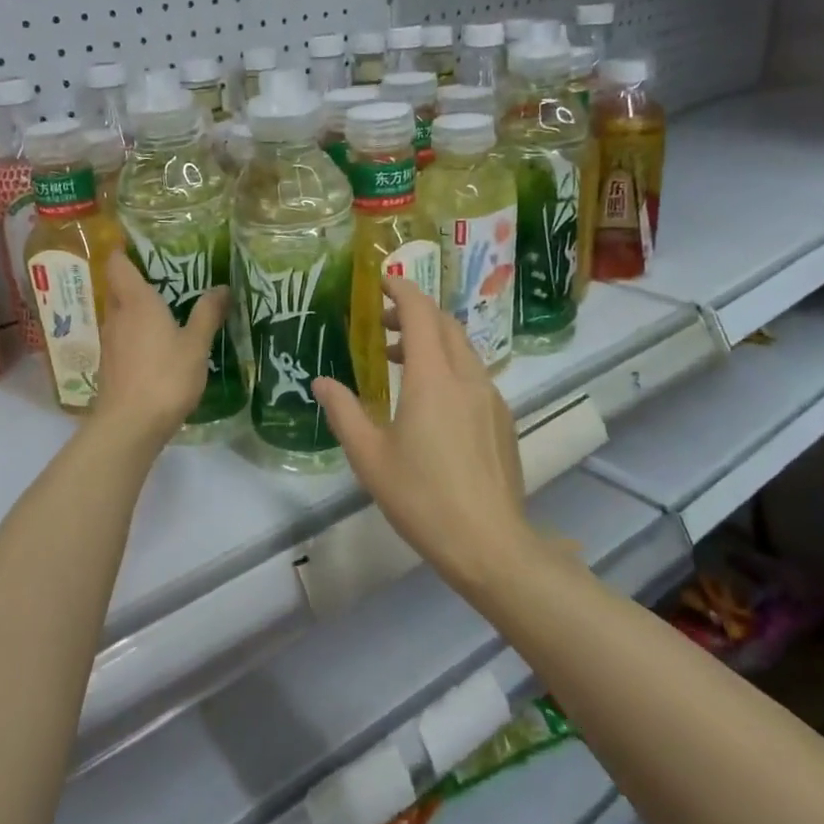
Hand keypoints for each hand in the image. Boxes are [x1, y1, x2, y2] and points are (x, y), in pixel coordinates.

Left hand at [94, 253, 230, 445]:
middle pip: (119, 287)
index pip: (118, 263)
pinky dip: (137, 332)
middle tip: (168, 276)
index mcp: (136, 301)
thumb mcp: (196, 344)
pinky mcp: (110, 364)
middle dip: (138, 279)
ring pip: (121, 313)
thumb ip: (208, 314)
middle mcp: (117, 315)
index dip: (124, 249)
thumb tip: (222, 287)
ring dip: (138, 308)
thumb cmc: (165, 377)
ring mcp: (110, 341)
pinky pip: (123, 336)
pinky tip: (158, 343)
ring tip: (168, 308)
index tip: (141, 243)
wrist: (129, 425)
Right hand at [314, 277, 535, 591]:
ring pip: (462, 349)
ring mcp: (491, 398)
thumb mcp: (369, 456)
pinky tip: (430, 397)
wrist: (489, 543)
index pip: (421, 314)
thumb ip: (343, 411)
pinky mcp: (502, 419)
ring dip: (432, 339)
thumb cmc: (421, 497)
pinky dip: (448, 364)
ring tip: (399, 357)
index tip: (382, 280)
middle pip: (445, 325)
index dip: (402, 290)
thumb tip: (321, 382)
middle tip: (384, 318)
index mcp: (432, 379)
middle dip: (416, 311)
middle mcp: (466, 377)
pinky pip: (474, 374)